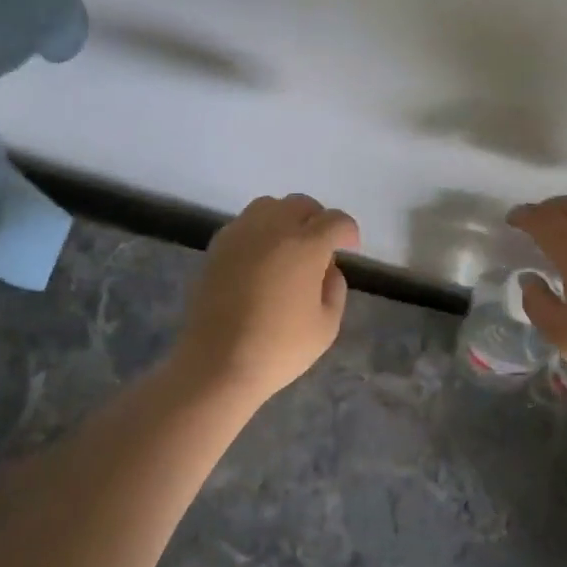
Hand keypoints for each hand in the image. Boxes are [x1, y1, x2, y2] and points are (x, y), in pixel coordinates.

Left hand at [176, 193, 359, 403]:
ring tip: (288, 246)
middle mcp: (274, 227)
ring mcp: (242, 232)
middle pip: (302, 204)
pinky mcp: (218, 245)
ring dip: (286, 218)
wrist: (216, 362)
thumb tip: (327, 268)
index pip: (335, 221)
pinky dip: (260, 230)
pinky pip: (245, 222)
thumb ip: (335, 288)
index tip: (350, 248)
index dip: (348, 232)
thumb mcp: (326, 326)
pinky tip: (261, 258)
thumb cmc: (278, 348)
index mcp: (306, 244)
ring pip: (270, 206)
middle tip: (321, 246)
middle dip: (318, 219)